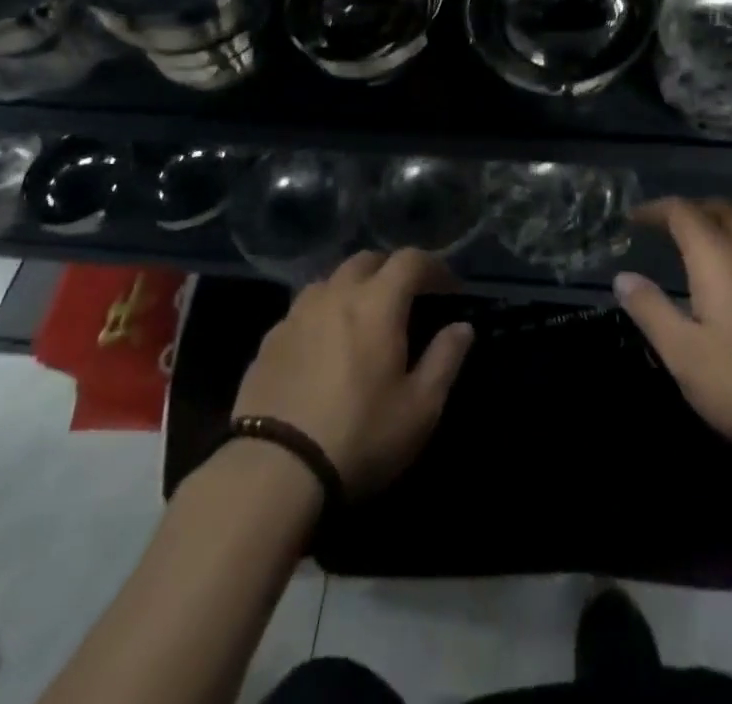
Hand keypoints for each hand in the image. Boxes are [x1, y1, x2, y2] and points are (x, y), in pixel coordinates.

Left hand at [232, 250, 473, 495]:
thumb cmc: (359, 436)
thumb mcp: (420, 408)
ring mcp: (296, 315)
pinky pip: (302, 310)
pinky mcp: (268, 341)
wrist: (272, 472)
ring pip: (330, 280)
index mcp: (377, 303)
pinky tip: (323, 345)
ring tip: (362, 317)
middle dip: (392, 270)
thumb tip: (462, 327)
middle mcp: (335, 294)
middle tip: (407, 297)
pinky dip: (322, 314)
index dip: (434, 267)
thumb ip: (445, 359)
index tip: (449, 288)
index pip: (410, 260)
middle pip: (367, 260)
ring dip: (353, 287)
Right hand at [614, 197, 731, 468]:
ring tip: (693, 254)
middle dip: (689, 210)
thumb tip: (623, 277)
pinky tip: (731, 289)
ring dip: (716, 229)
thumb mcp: (684, 354)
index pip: (683, 213)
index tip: (633, 218)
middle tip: (664, 227)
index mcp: (718, 259)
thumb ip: (651, 311)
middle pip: (720, 211)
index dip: (655, 209)